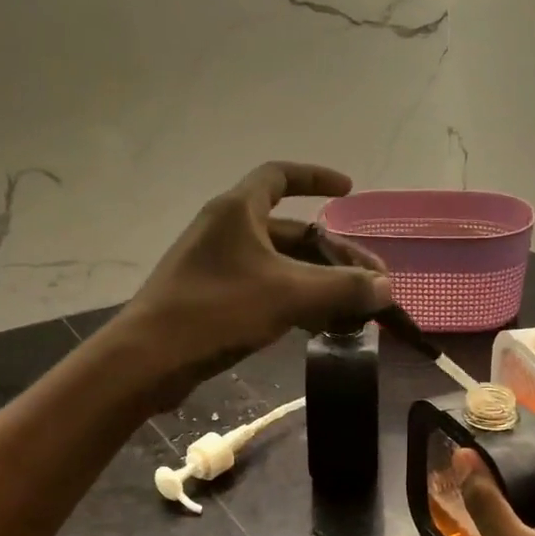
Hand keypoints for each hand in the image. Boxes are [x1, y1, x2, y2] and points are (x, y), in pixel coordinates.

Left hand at [107, 162, 391, 408]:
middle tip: (371, 281)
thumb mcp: (288, 295)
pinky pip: (265, 289)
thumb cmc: (216, 311)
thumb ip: (342, 288)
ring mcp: (216, 266)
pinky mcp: (212, 298)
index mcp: (237, 211)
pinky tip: (320, 326)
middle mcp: (226, 231)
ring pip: (280, 265)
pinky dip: (295, 301)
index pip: (280, 176)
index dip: (316, 178)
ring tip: (354, 309)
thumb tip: (386, 287)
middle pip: (291, 231)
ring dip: (318, 282)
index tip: (348, 190)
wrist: (148, 359)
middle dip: (334, 254)